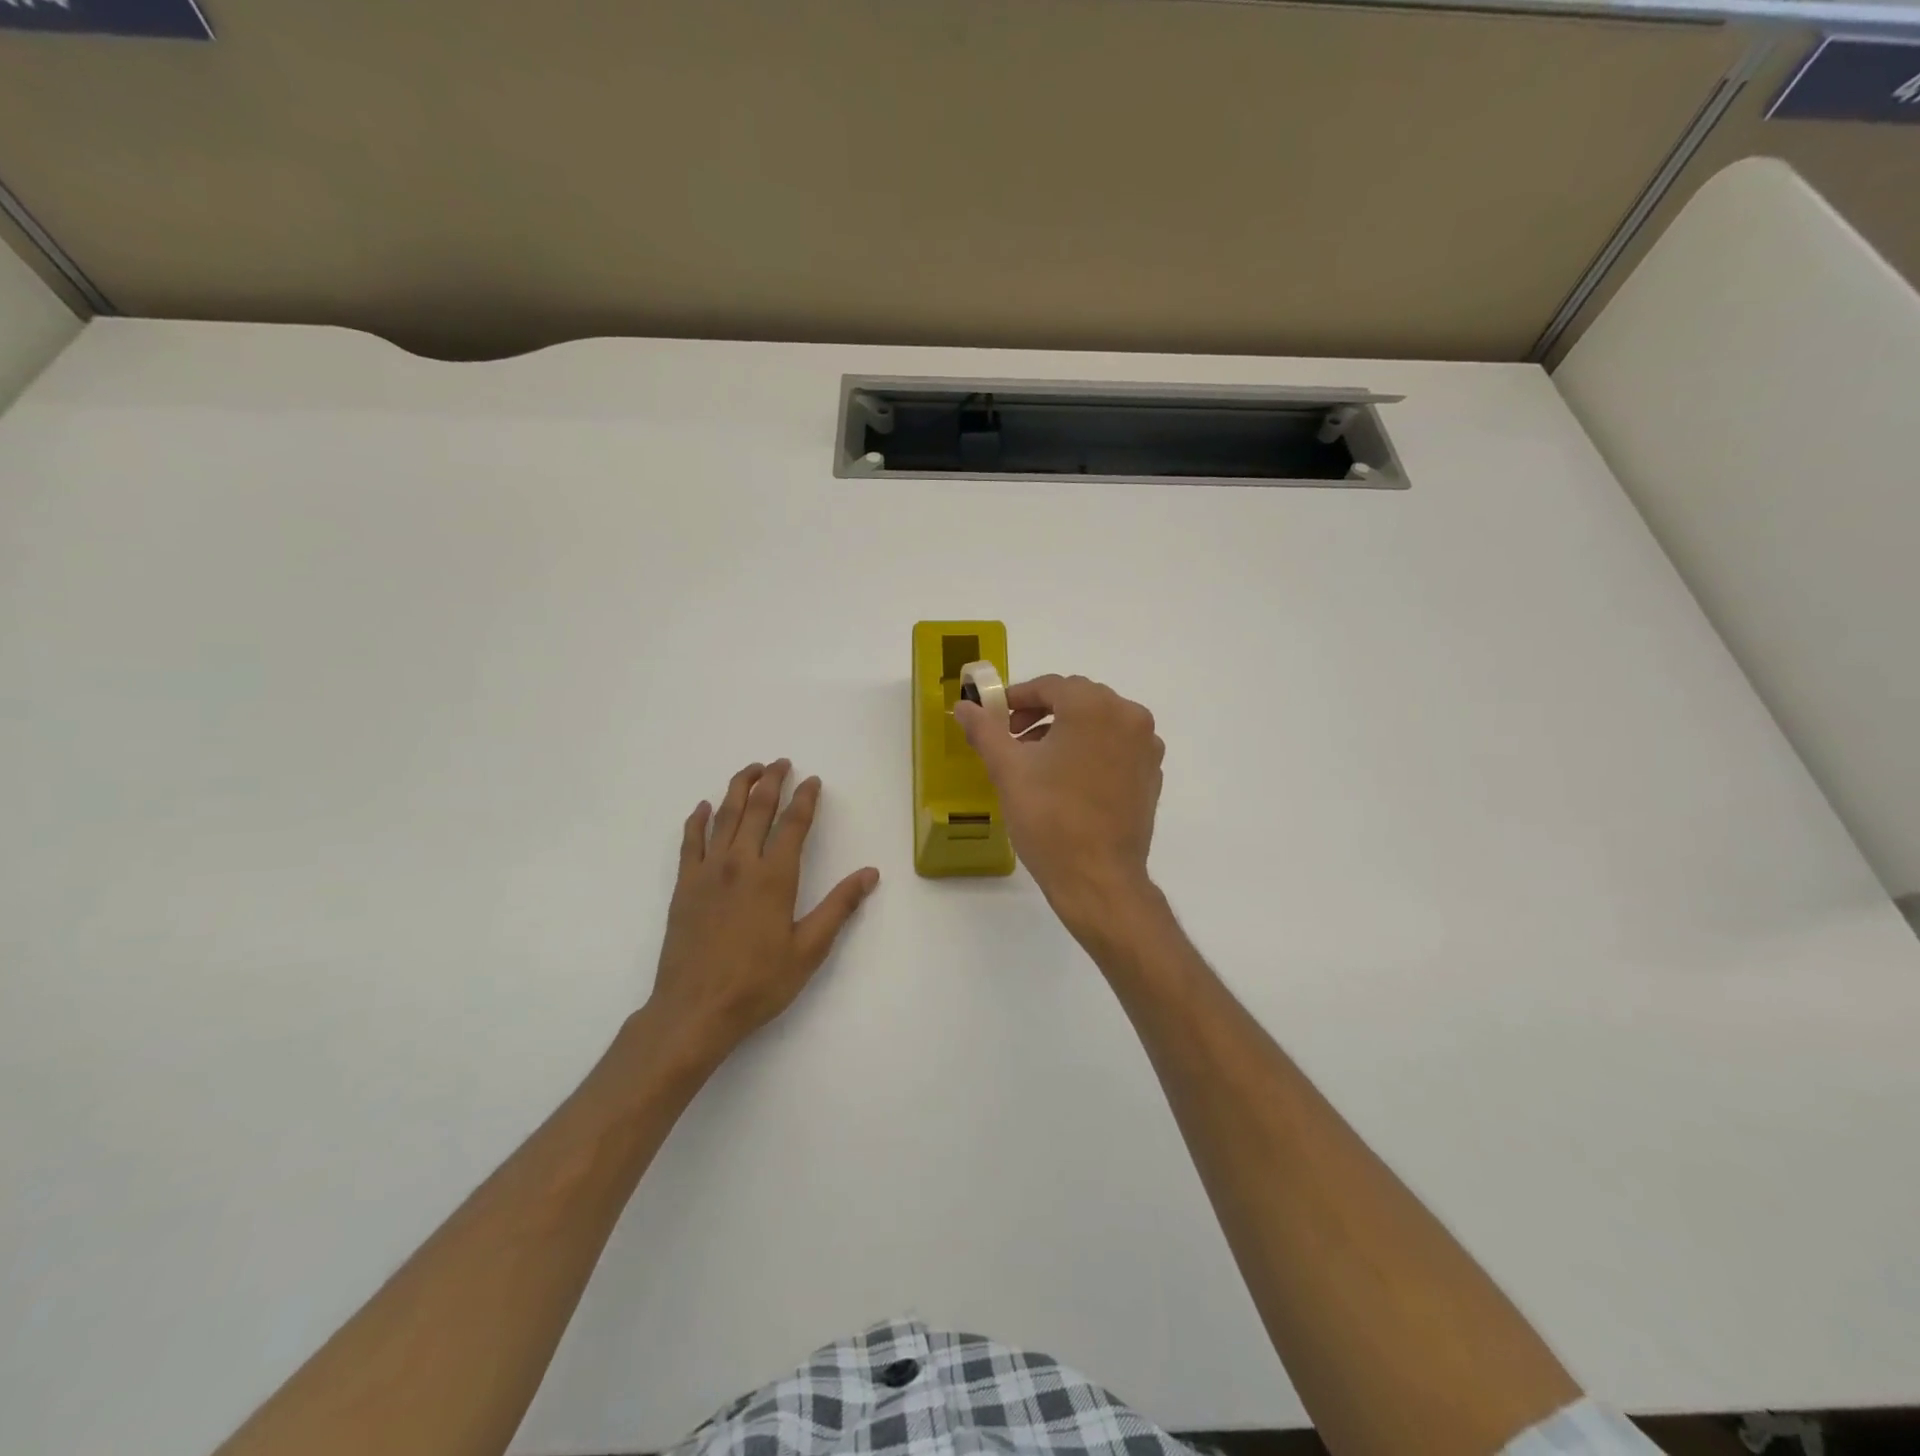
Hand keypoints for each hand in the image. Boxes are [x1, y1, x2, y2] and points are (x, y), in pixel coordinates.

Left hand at [645, 760, 879, 1066]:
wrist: (695, 1010)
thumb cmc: (759, 982)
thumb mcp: (810, 949)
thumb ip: (839, 907)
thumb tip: (870, 873)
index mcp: (774, 877)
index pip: (793, 824)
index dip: (805, 798)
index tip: (813, 780)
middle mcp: (740, 863)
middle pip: (756, 808)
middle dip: (771, 781)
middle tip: (781, 763)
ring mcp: (707, 872)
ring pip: (723, 816)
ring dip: (738, 789)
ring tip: (751, 770)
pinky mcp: (684, 886)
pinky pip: (690, 841)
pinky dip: (696, 820)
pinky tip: (702, 807)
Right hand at [954, 675, 1163, 930]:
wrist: (1098, 878)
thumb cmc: (1049, 818)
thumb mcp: (1007, 770)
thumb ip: (985, 730)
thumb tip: (962, 706)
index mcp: (1094, 707)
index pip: (1050, 686)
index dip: (1017, 698)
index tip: (995, 717)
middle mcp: (1128, 716)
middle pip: (1078, 700)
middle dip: (1042, 713)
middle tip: (1013, 738)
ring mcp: (1145, 746)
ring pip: (1099, 722)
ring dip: (1066, 731)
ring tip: (1037, 762)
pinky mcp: (1151, 774)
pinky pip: (1116, 746)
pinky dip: (1091, 750)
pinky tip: (1069, 780)